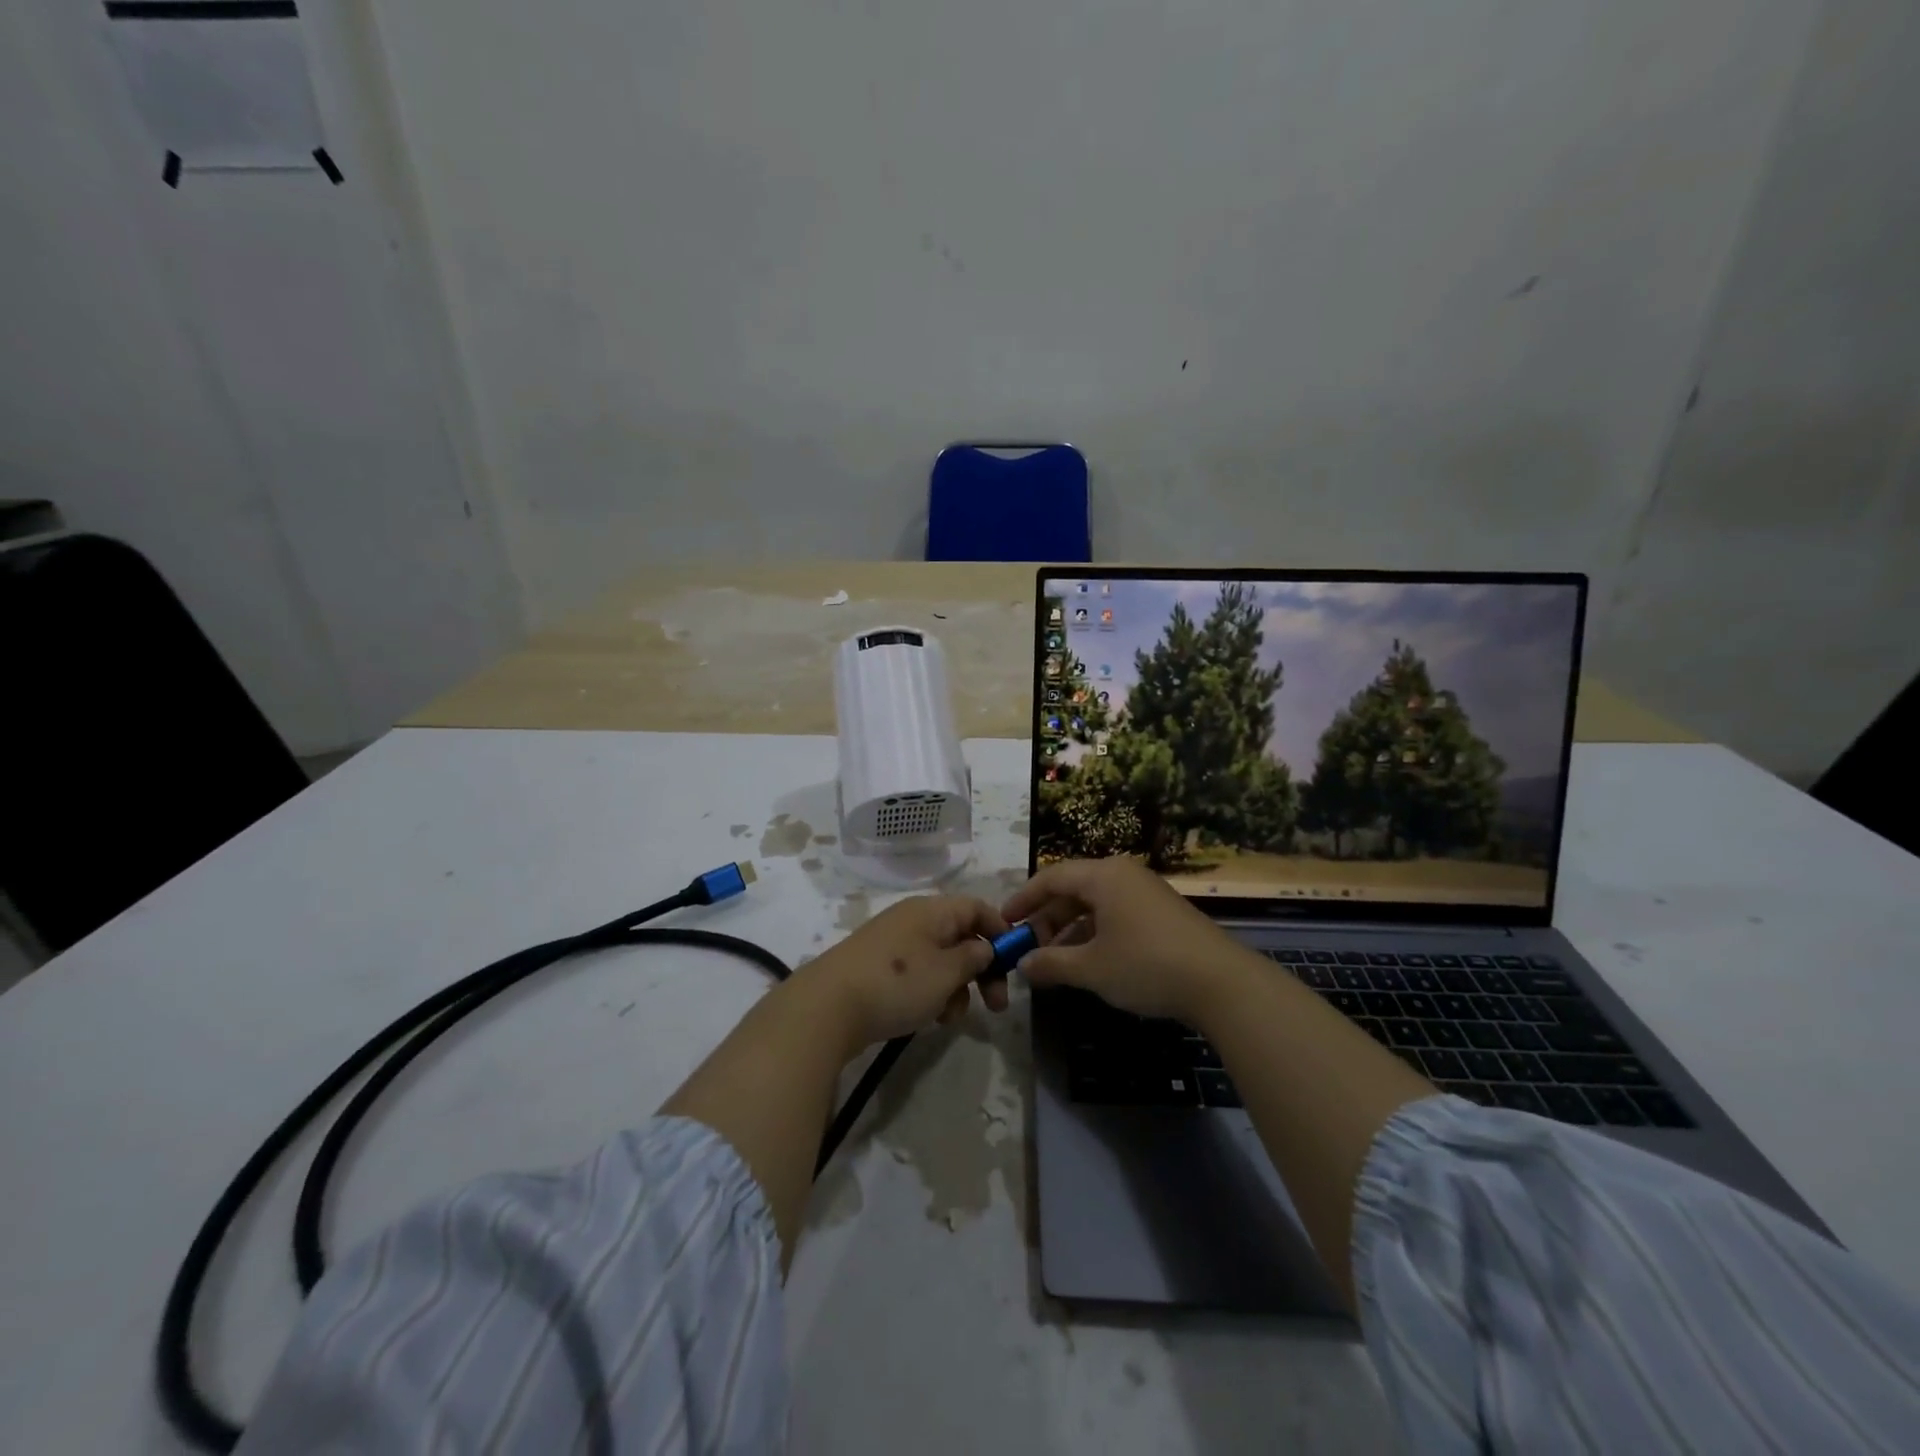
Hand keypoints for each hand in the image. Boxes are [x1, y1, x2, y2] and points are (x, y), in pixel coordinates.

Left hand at [796, 894, 1011, 1050]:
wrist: (827, 1008)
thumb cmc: (897, 984)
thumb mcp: (947, 972)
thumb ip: (974, 957)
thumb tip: (984, 947)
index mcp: (932, 910)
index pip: (977, 907)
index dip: (1000, 930)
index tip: (1014, 962)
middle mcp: (913, 919)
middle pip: (961, 936)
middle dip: (982, 969)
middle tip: (996, 1004)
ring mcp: (892, 943)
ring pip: (940, 960)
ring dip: (956, 987)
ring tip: (950, 1016)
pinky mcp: (877, 968)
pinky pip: (917, 974)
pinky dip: (930, 993)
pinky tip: (928, 1018)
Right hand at [1001, 858, 1257, 1021]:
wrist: (1221, 983)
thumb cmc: (1146, 965)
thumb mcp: (1092, 968)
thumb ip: (1052, 964)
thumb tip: (1023, 966)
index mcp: (1103, 875)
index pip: (1051, 877)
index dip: (1024, 899)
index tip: (1005, 922)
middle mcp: (1123, 875)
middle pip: (1073, 889)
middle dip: (1047, 918)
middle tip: (1029, 947)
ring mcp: (1145, 893)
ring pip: (1095, 904)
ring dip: (1070, 929)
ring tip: (1054, 960)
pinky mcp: (1161, 913)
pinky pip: (1115, 914)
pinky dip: (1095, 933)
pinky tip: (1088, 962)